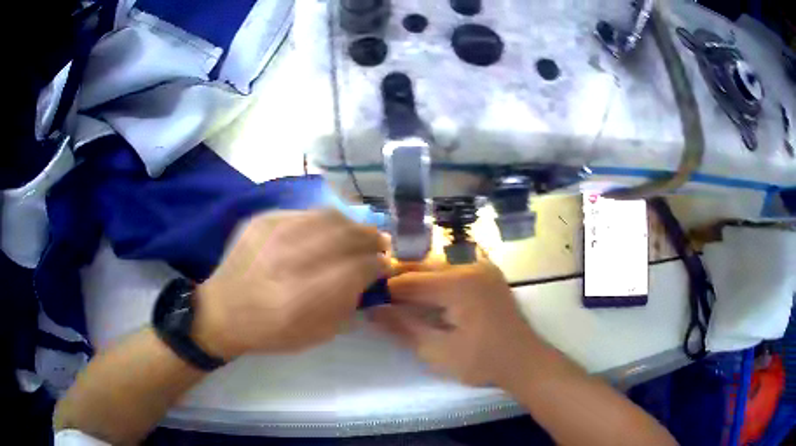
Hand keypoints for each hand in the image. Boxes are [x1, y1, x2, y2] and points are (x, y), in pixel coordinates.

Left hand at [192, 210, 390, 358]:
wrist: (223, 311)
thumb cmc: (272, 331)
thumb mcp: (319, 334)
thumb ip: (350, 304)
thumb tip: (371, 277)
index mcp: (306, 296)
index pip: (360, 267)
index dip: (380, 264)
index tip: (386, 266)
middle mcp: (291, 258)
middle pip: (348, 236)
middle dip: (372, 240)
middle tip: (380, 246)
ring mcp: (274, 233)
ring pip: (329, 217)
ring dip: (352, 226)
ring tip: (358, 235)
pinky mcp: (263, 220)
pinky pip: (305, 213)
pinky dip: (325, 221)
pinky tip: (327, 232)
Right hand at [372, 260, 540, 386]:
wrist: (524, 361)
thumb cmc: (481, 362)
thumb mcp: (437, 351)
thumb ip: (403, 327)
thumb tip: (371, 309)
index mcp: (457, 283)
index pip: (408, 280)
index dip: (383, 291)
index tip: (365, 301)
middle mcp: (469, 265)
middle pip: (421, 267)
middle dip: (397, 281)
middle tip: (377, 299)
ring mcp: (482, 266)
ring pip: (436, 264)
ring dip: (415, 278)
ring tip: (398, 298)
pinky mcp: (488, 273)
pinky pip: (453, 267)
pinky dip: (435, 277)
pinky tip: (426, 293)